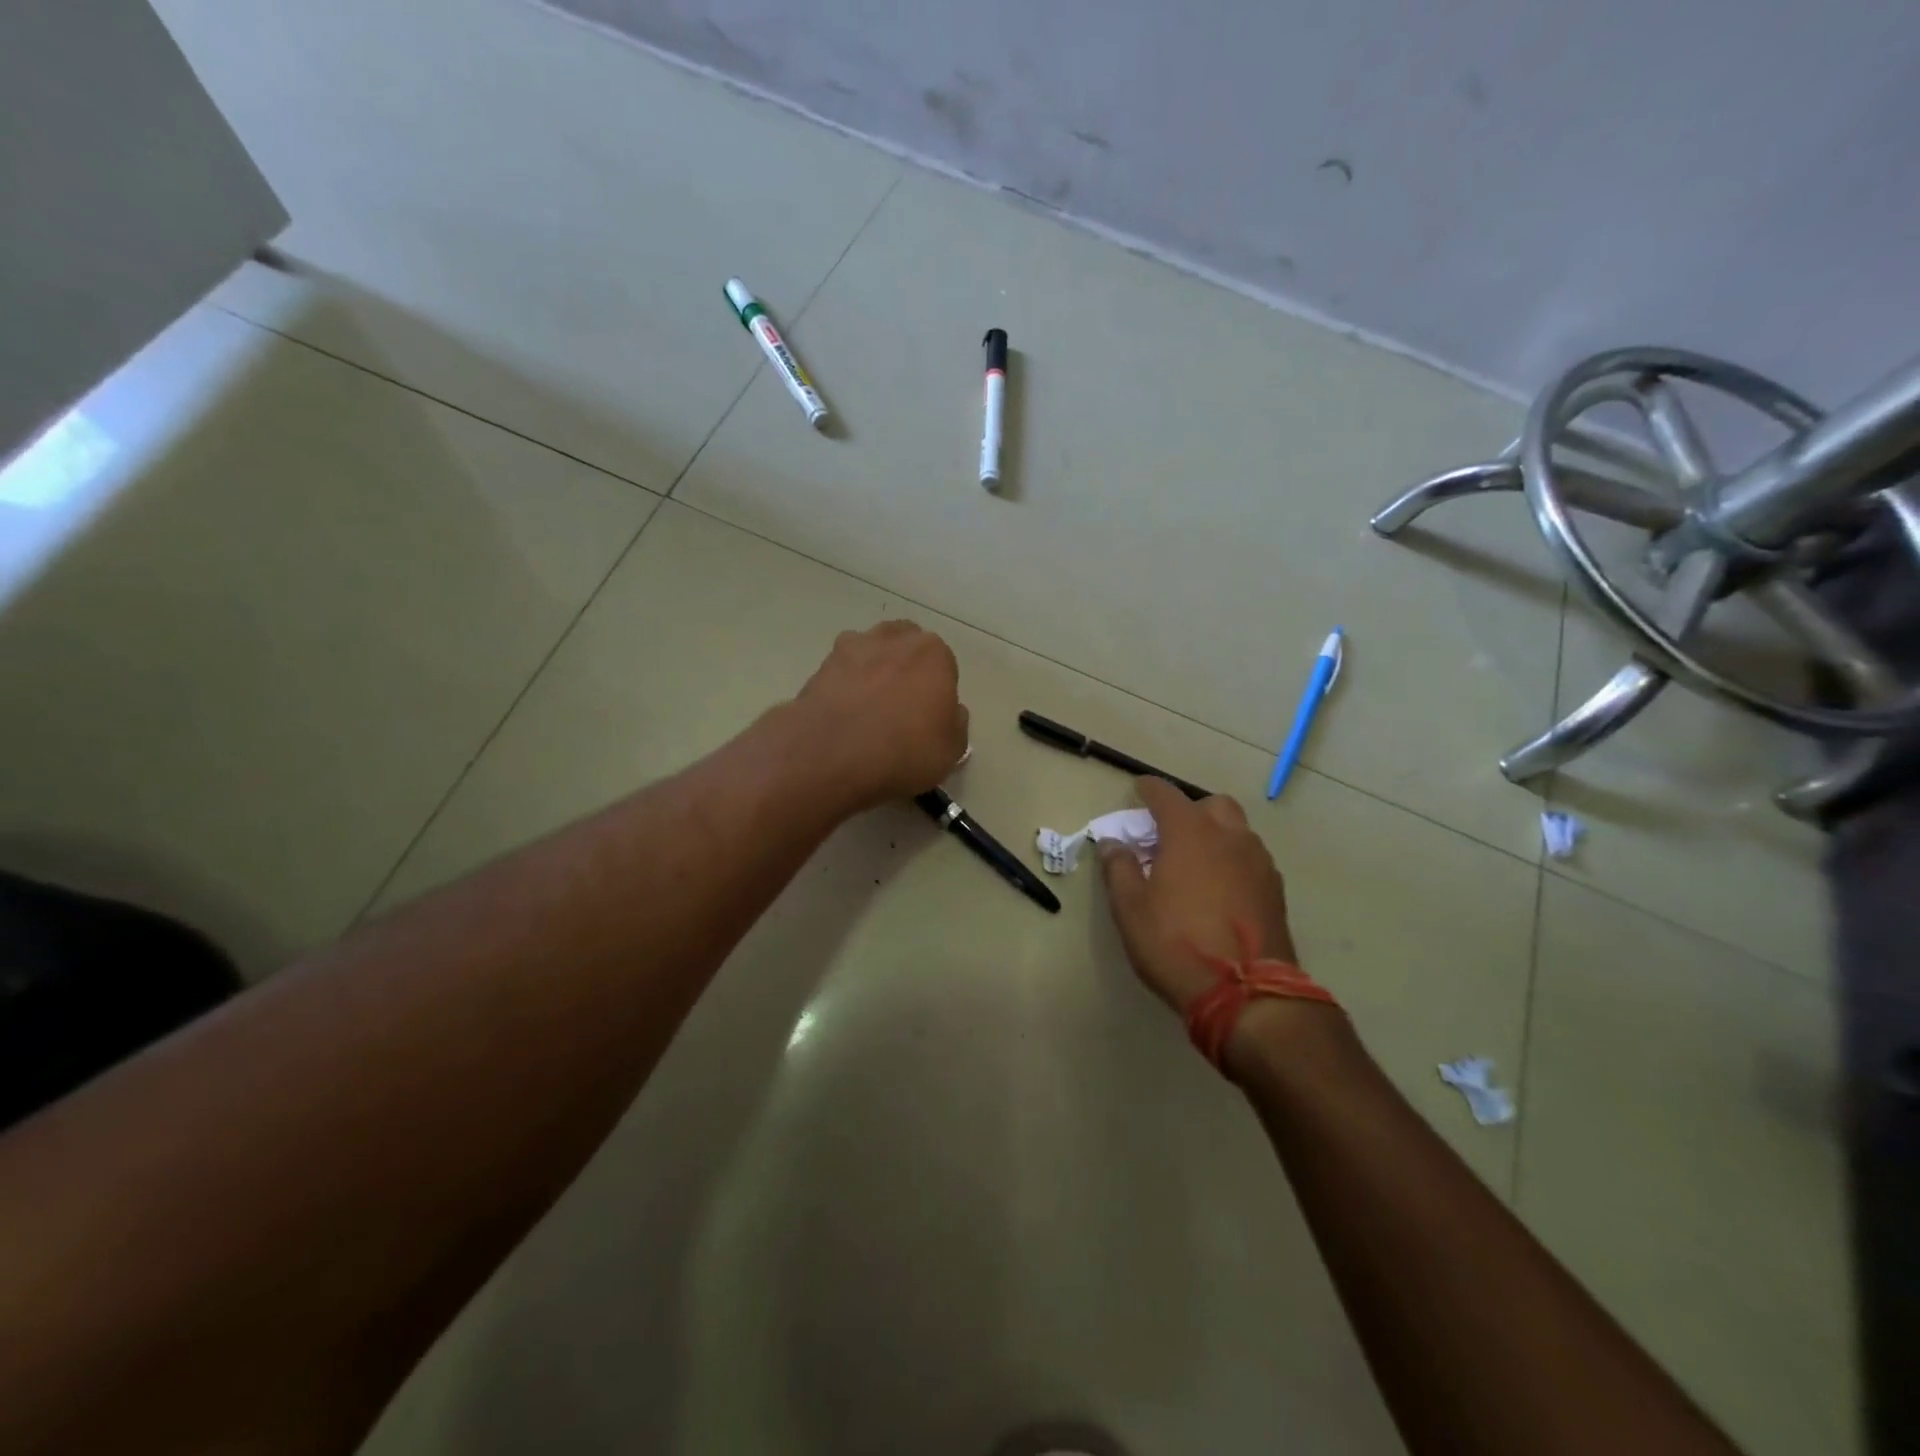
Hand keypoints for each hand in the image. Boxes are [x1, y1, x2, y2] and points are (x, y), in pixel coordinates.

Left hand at [791, 621, 969, 810]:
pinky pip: (840, 674)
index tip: (929, 717)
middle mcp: (892, 639)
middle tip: (901, 708)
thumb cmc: (904, 751)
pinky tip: (842, 717)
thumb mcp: (951, 750)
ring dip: (872, 671)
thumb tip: (949, 712)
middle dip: (905, 669)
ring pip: (869, 653)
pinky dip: (843, 687)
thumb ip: (955, 723)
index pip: (943, 665)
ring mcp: (850, 649)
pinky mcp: (818, 667)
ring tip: (868, 710)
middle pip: (905, 647)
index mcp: (932, 653)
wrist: (831, 757)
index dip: (937, 691)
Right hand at [1099, 778, 1338, 1071]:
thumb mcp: (1131, 909)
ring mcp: (1258, 862)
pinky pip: (1250, 859)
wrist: (1247, 994)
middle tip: (1169, 835)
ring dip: (1214, 835)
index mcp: (1190, 833)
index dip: (1148, 789)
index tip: (1137, 790)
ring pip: (1236, 831)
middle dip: (1189, 811)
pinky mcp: (1275, 890)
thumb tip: (1113, 843)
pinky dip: (1232, 861)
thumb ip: (1119, 868)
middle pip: (1211, 805)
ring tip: (1195, 864)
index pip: (1166, 794)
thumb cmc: (1177, 944)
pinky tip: (1219, 889)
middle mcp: (1229, 837)